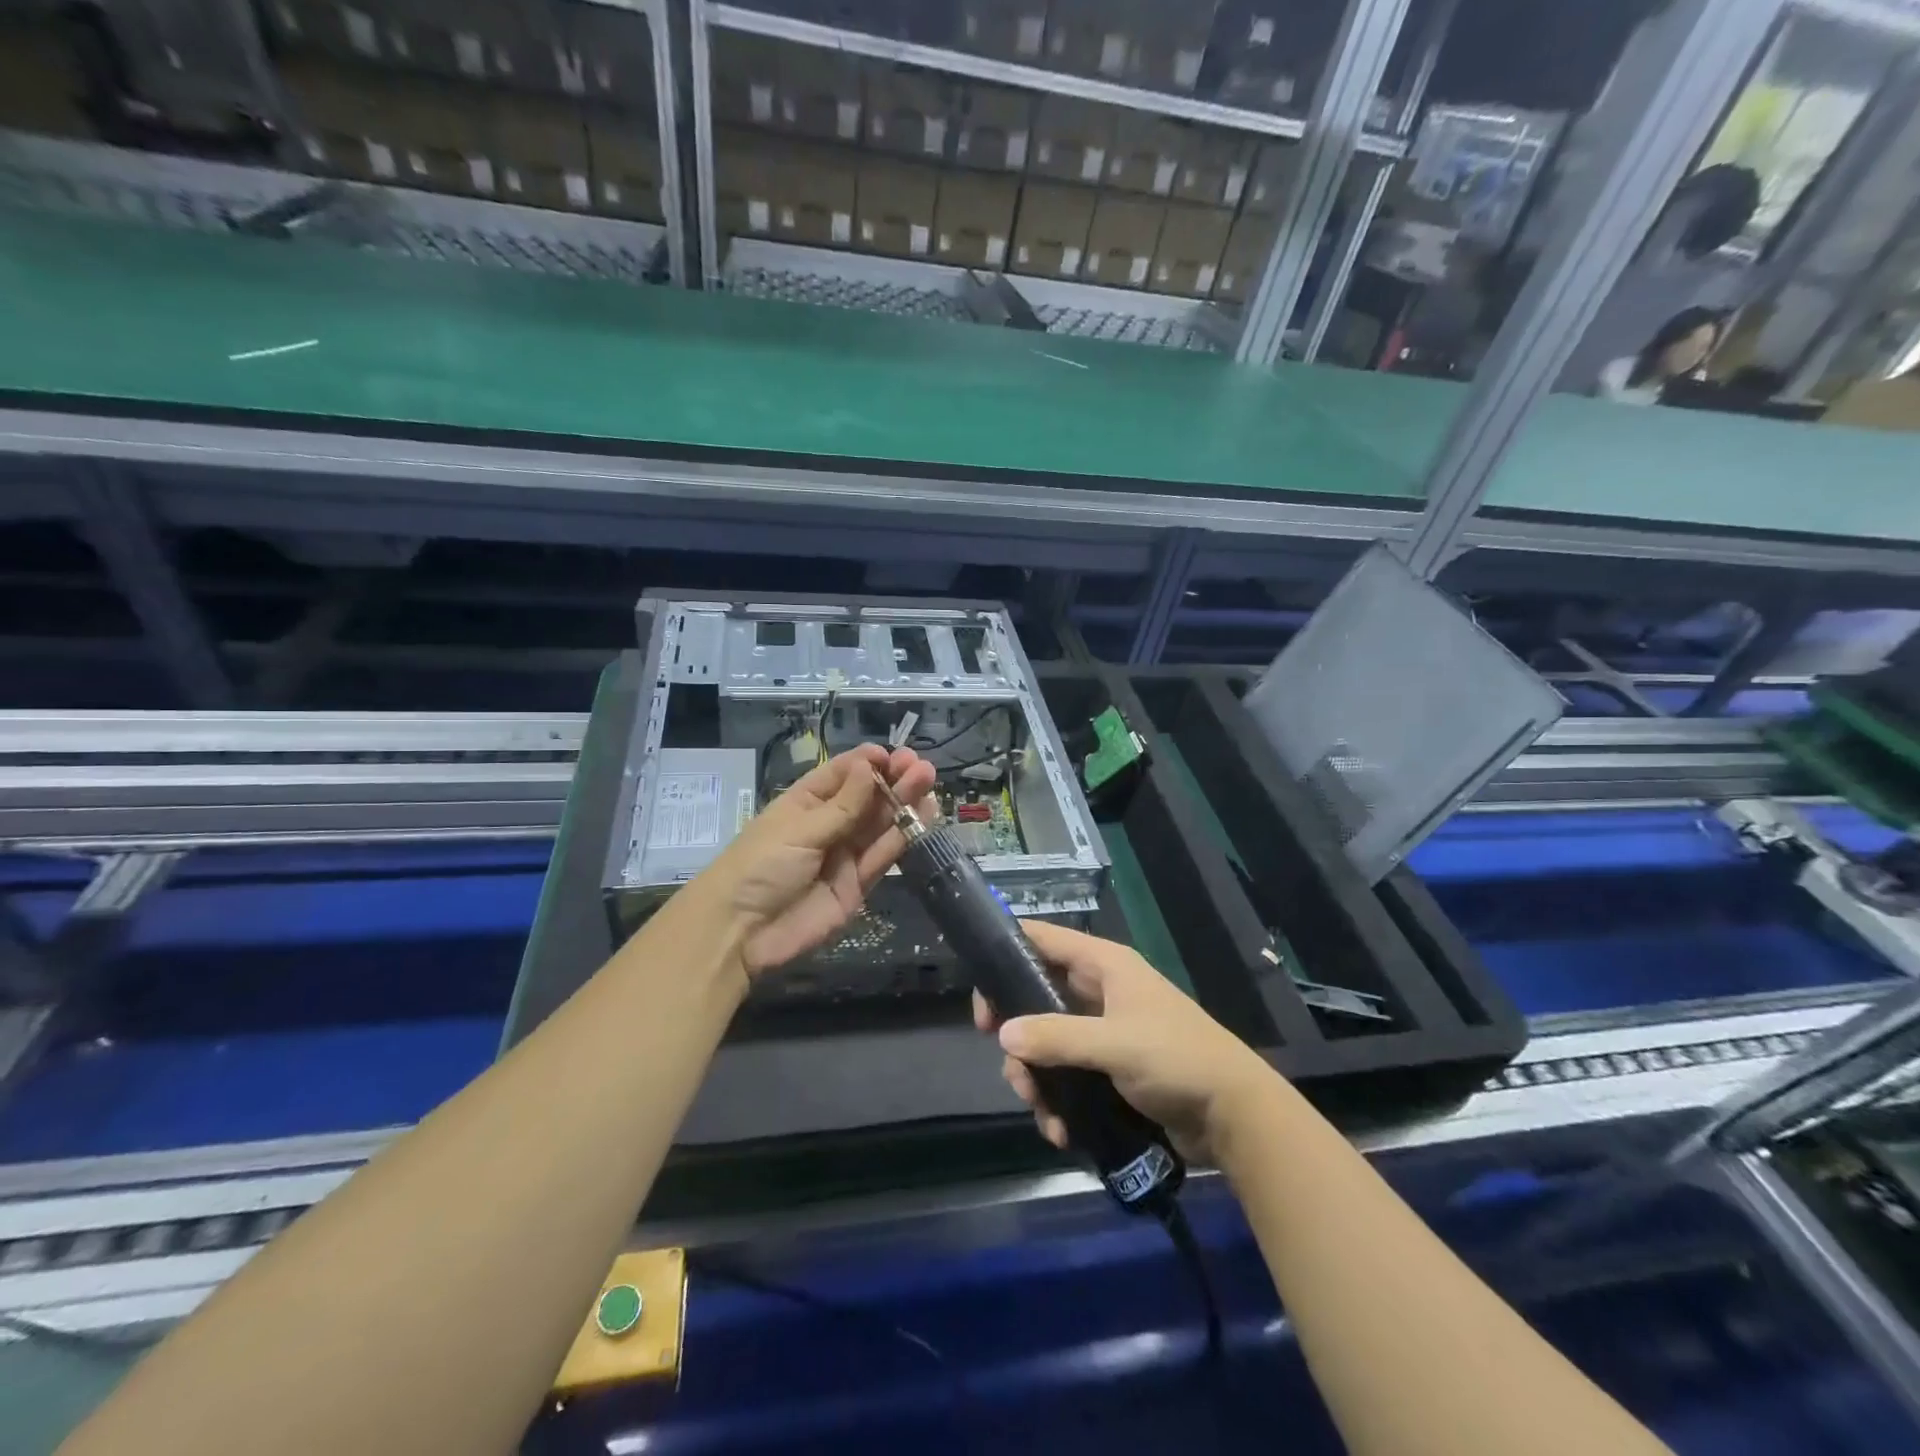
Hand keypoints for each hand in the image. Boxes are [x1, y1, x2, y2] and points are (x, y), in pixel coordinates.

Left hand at [706, 743, 935, 976]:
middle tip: (921, 767)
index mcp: (805, 803)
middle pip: (866, 798)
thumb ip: (842, 806)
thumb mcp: (799, 830)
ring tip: (929, 782)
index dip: (867, 763)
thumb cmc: (759, 867)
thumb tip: (869, 767)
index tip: (892, 755)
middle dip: (893, 781)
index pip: (841, 775)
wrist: (740, 934)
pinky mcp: (857, 885)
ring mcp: (844, 855)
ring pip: (880, 824)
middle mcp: (828, 825)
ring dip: (904, 803)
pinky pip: (883, 856)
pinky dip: (904, 836)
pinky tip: (924, 815)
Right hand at [973, 920, 1276, 1161]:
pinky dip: (1058, 1100)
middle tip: (1014, 1072)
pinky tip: (1062, 1131)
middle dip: (1019, 1038)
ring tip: (1044, 1113)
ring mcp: (1103, 1031)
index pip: (1043, 940)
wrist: (1234, 1115)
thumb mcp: (1115, 1044)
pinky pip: (1067, 1075)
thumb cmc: (1177, 1059)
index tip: (981, 998)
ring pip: (1047, 1043)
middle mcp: (1099, 991)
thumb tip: (1002, 1035)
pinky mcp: (1109, 1068)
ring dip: (1037, 1079)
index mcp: (1104, 965)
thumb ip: (1057, 1037)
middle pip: (1036, 999)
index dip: (1006, 956)